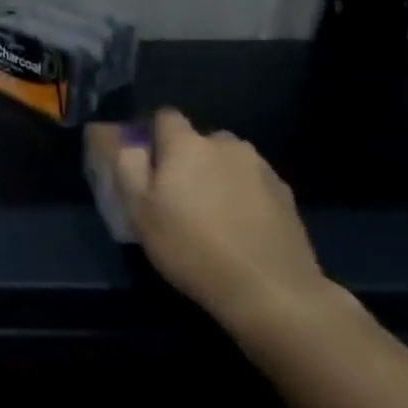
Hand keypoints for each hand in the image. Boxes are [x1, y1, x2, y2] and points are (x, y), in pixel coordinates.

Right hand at [107, 109, 330, 327]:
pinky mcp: (286, 195)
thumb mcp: (139, 210)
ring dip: (217, 176)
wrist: (270, 290)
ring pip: (228, 161)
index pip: (164, 116)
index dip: (152, 136)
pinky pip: (253, 183)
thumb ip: (126, 165)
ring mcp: (261, 168)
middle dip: (187, 158)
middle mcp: (226, 144)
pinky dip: (243, 196)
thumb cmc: (191, 247)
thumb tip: (121, 137)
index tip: (147, 165)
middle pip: (199, 140)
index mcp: (187, 144)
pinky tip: (240, 228)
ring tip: (212, 214)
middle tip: (178, 197)